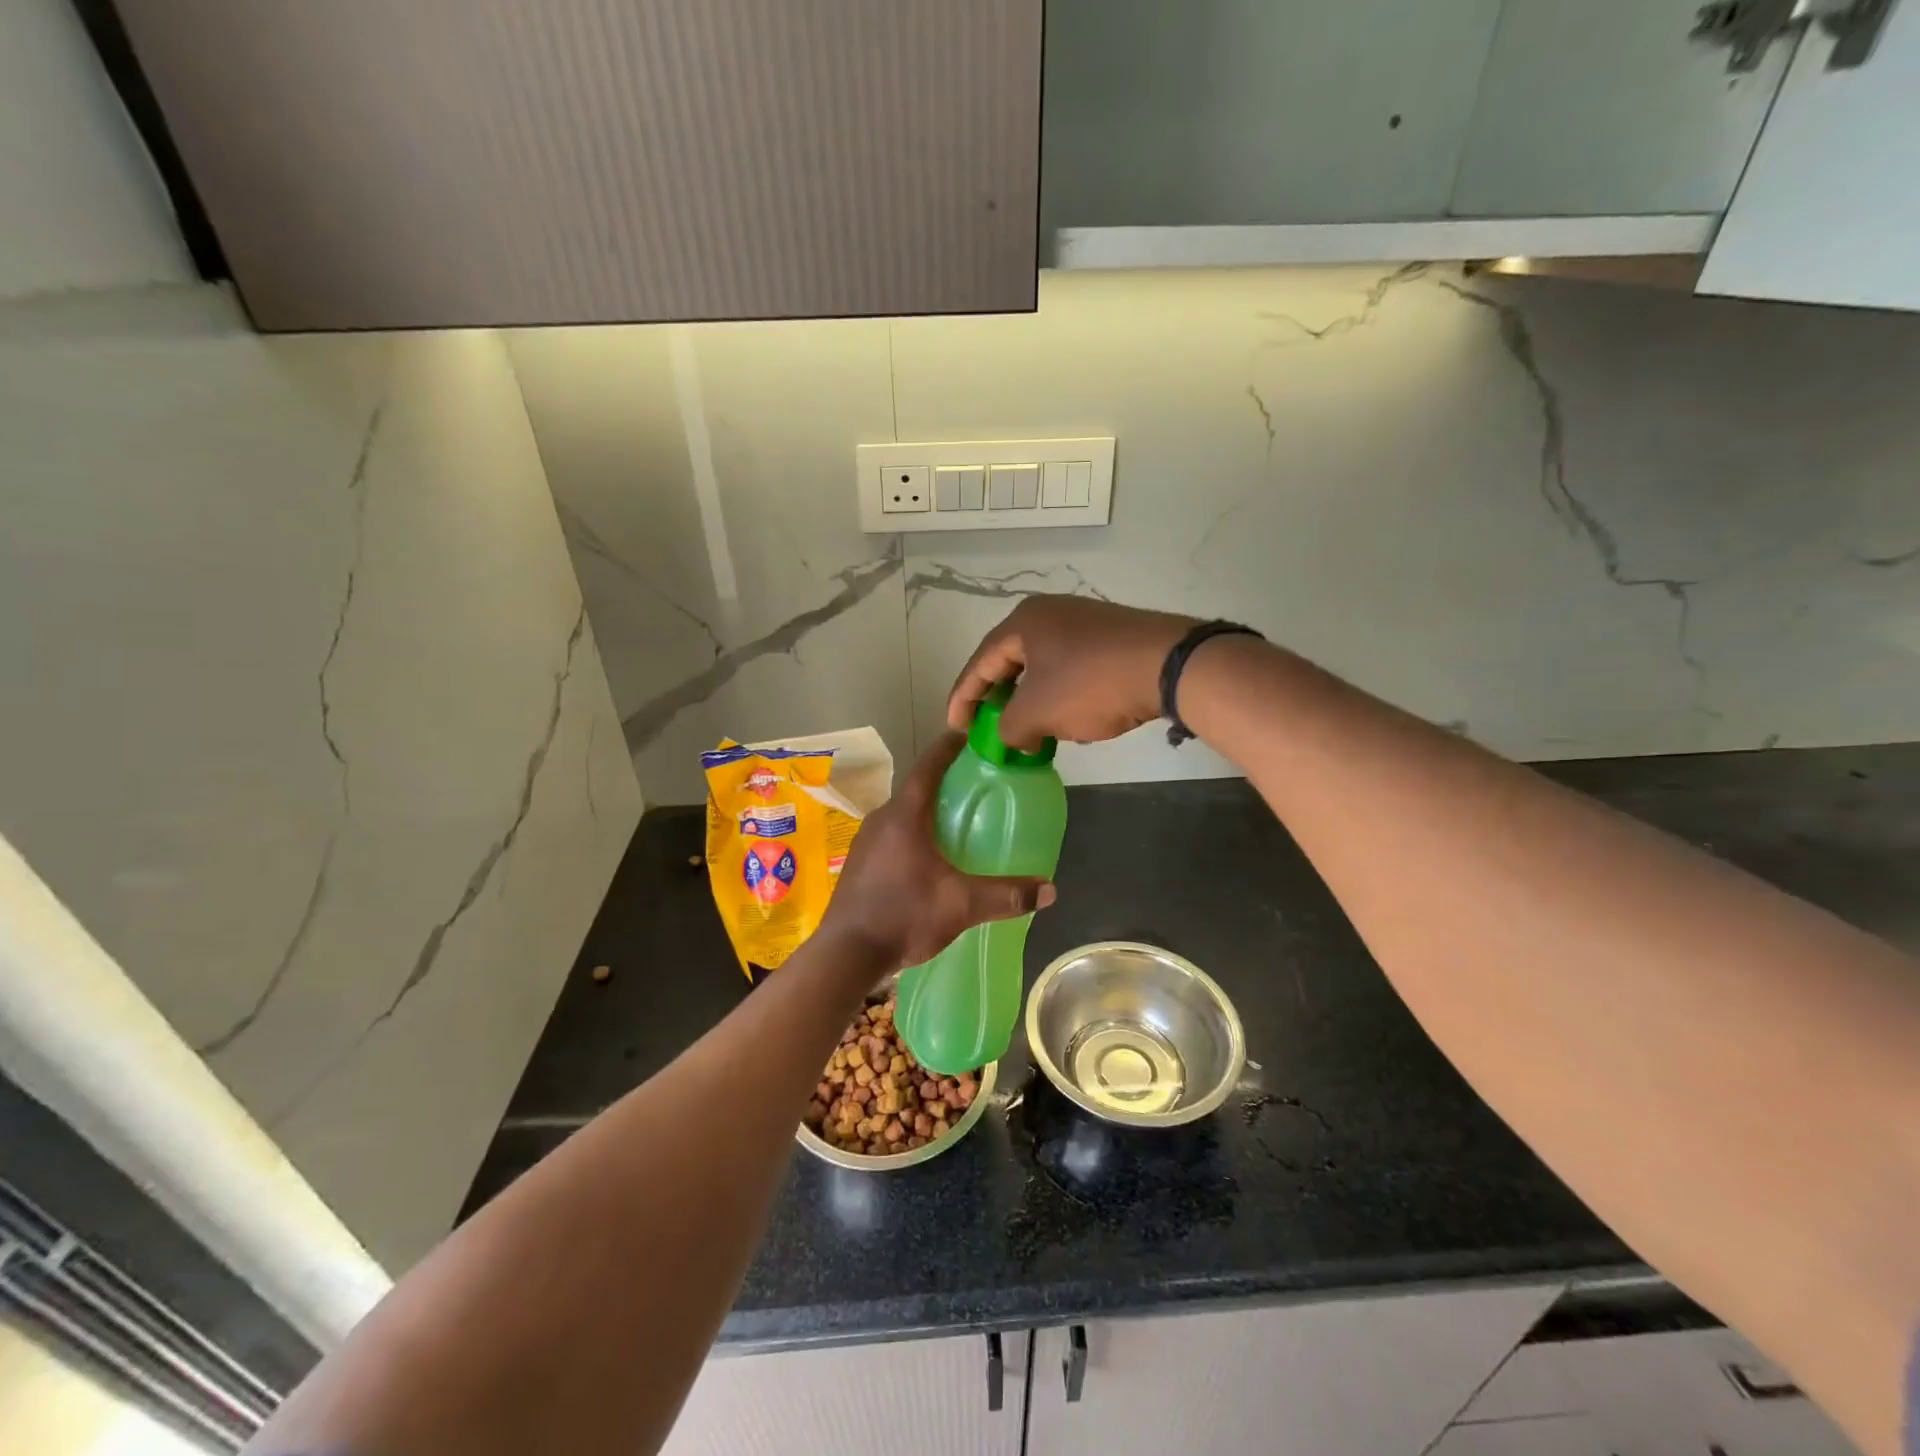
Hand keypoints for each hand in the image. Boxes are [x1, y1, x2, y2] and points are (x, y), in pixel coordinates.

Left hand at [819, 734, 1056, 971]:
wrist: (844, 955)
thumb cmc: (903, 916)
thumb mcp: (961, 905)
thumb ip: (1006, 895)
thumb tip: (1049, 889)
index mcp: (904, 816)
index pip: (928, 766)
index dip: (949, 747)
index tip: (968, 736)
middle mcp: (881, 820)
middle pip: (916, 789)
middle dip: (944, 783)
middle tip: (975, 786)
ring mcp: (865, 842)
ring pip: (902, 814)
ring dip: (927, 811)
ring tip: (956, 822)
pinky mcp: (859, 864)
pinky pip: (891, 836)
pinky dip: (913, 834)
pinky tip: (929, 858)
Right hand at [947, 596, 1195, 750]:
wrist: (1169, 665)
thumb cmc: (1090, 684)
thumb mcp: (1037, 713)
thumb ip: (1009, 728)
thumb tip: (1015, 737)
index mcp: (1023, 622)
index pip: (980, 662)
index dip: (963, 697)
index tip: (955, 727)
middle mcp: (1050, 613)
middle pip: (1010, 660)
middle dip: (996, 697)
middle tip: (986, 726)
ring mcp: (1084, 622)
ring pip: (1042, 665)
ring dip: (1029, 699)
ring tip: (1025, 728)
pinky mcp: (1111, 637)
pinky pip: (1070, 667)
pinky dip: (1058, 694)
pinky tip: (1064, 716)